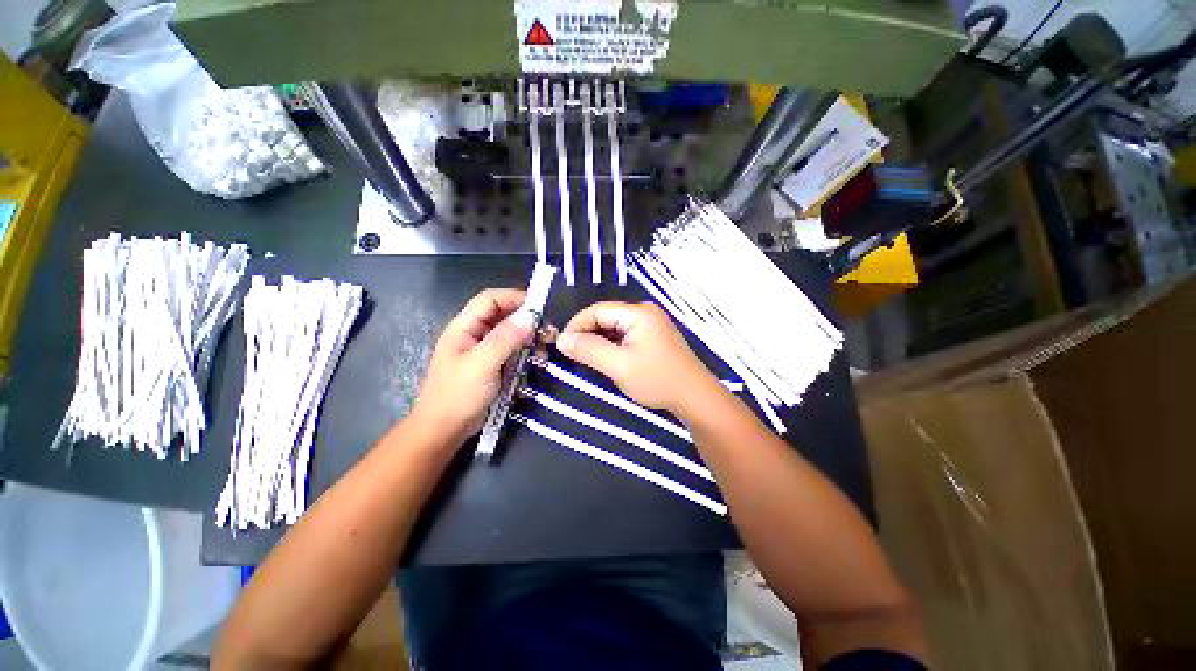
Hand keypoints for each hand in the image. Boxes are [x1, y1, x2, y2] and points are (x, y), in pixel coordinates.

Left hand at [410, 289, 534, 442]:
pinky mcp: (493, 365)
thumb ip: (504, 339)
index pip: (490, 299)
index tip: (539, 308)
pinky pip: (512, 351)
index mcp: (464, 327)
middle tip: (548, 331)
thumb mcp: (481, 365)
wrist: (444, 431)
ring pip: (510, 334)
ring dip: (528, 338)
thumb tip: (530, 316)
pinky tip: (536, 360)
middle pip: (503, 316)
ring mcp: (484, 351)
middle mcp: (474, 334)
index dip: (514, 298)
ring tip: (544, 348)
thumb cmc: (458, 395)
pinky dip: (525, 352)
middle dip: (526, 320)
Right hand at [556, 301, 718, 413]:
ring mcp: (651, 325)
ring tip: (585, 358)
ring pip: (614, 328)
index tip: (562, 344)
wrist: (694, 397)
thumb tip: (562, 339)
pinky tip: (605, 359)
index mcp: (638, 313)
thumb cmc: (657, 379)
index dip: (576, 325)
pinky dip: (611, 346)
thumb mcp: (618, 366)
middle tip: (571, 354)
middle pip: (606, 317)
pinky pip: (624, 336)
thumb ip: (589, 350)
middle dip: (586, 334)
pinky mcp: (653, 338)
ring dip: (598, 341)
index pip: (598, 310)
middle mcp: (645, 313)